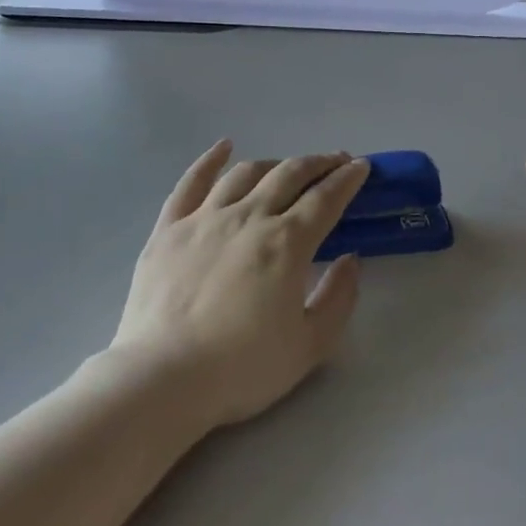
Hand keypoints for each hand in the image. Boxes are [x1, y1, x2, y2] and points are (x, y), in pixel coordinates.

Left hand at [113, 141, 368, 426]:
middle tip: (336, 161)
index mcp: (287, 243)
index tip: (362, 167)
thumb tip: (351, 259)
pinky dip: (210, 160)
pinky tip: (224, 147)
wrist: (162, 379)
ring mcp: (205, 217)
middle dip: (319, 163)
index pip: (326, 198)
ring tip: (289, 167)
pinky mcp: (169, 228)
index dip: (348, 179)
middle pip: (290, 174)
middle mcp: (249, 217)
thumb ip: (339, 298)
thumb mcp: (309, 345)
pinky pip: (191, 182)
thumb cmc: (241, 368)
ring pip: (247, 173)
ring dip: (275, 163)